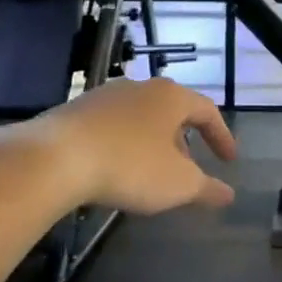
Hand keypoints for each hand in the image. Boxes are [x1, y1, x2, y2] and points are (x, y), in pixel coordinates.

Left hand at [21, 77, 237, 213]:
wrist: (53, 158)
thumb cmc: (130, 165)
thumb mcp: (177, 184)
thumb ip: (206, 188)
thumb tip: (229, 194)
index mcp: (171, 97)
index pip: (207, 111)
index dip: (222, 136)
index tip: (228, 161)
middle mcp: (140, 87)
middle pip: (172, 112)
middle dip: (184, 141)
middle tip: (189, 169)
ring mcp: (104, 96)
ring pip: (140, 118)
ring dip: (153, 143)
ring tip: (152, 172)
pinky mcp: (75, 111)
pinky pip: (112, 126)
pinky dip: (124, 145)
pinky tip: (116, 169)